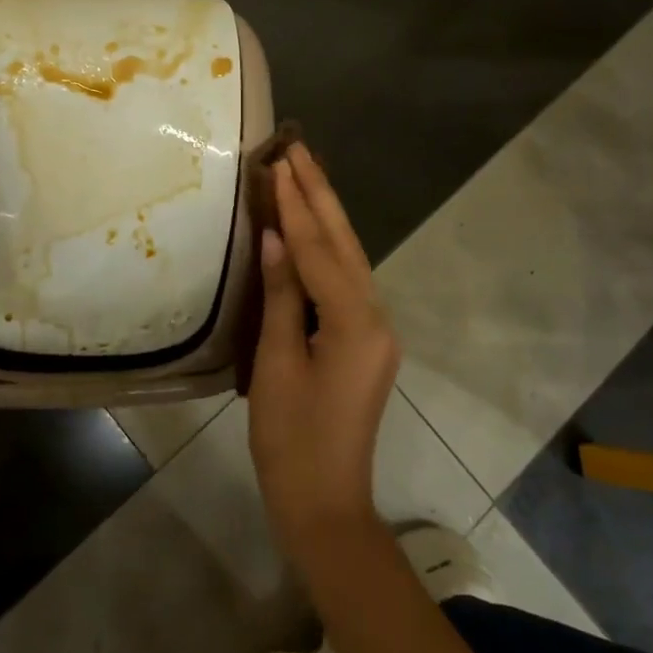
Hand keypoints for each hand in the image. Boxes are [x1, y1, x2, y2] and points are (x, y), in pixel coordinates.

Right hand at [248, 145, 398, 565]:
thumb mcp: (276, 363)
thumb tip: (276, 236)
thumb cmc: (291, 439)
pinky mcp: (365, 341)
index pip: (318, 249)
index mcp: (355, 323)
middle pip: (343, 244)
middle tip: (298, 148)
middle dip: (320, 194)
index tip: (279, 161)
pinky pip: (345, 282)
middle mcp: (376, 318)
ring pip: (348, 259)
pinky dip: (325, 250)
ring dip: (325, 215)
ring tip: (304, 174)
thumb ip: (282, 295)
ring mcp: (375, 330)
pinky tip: (310, 230)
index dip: (296, 204)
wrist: (324, 504)